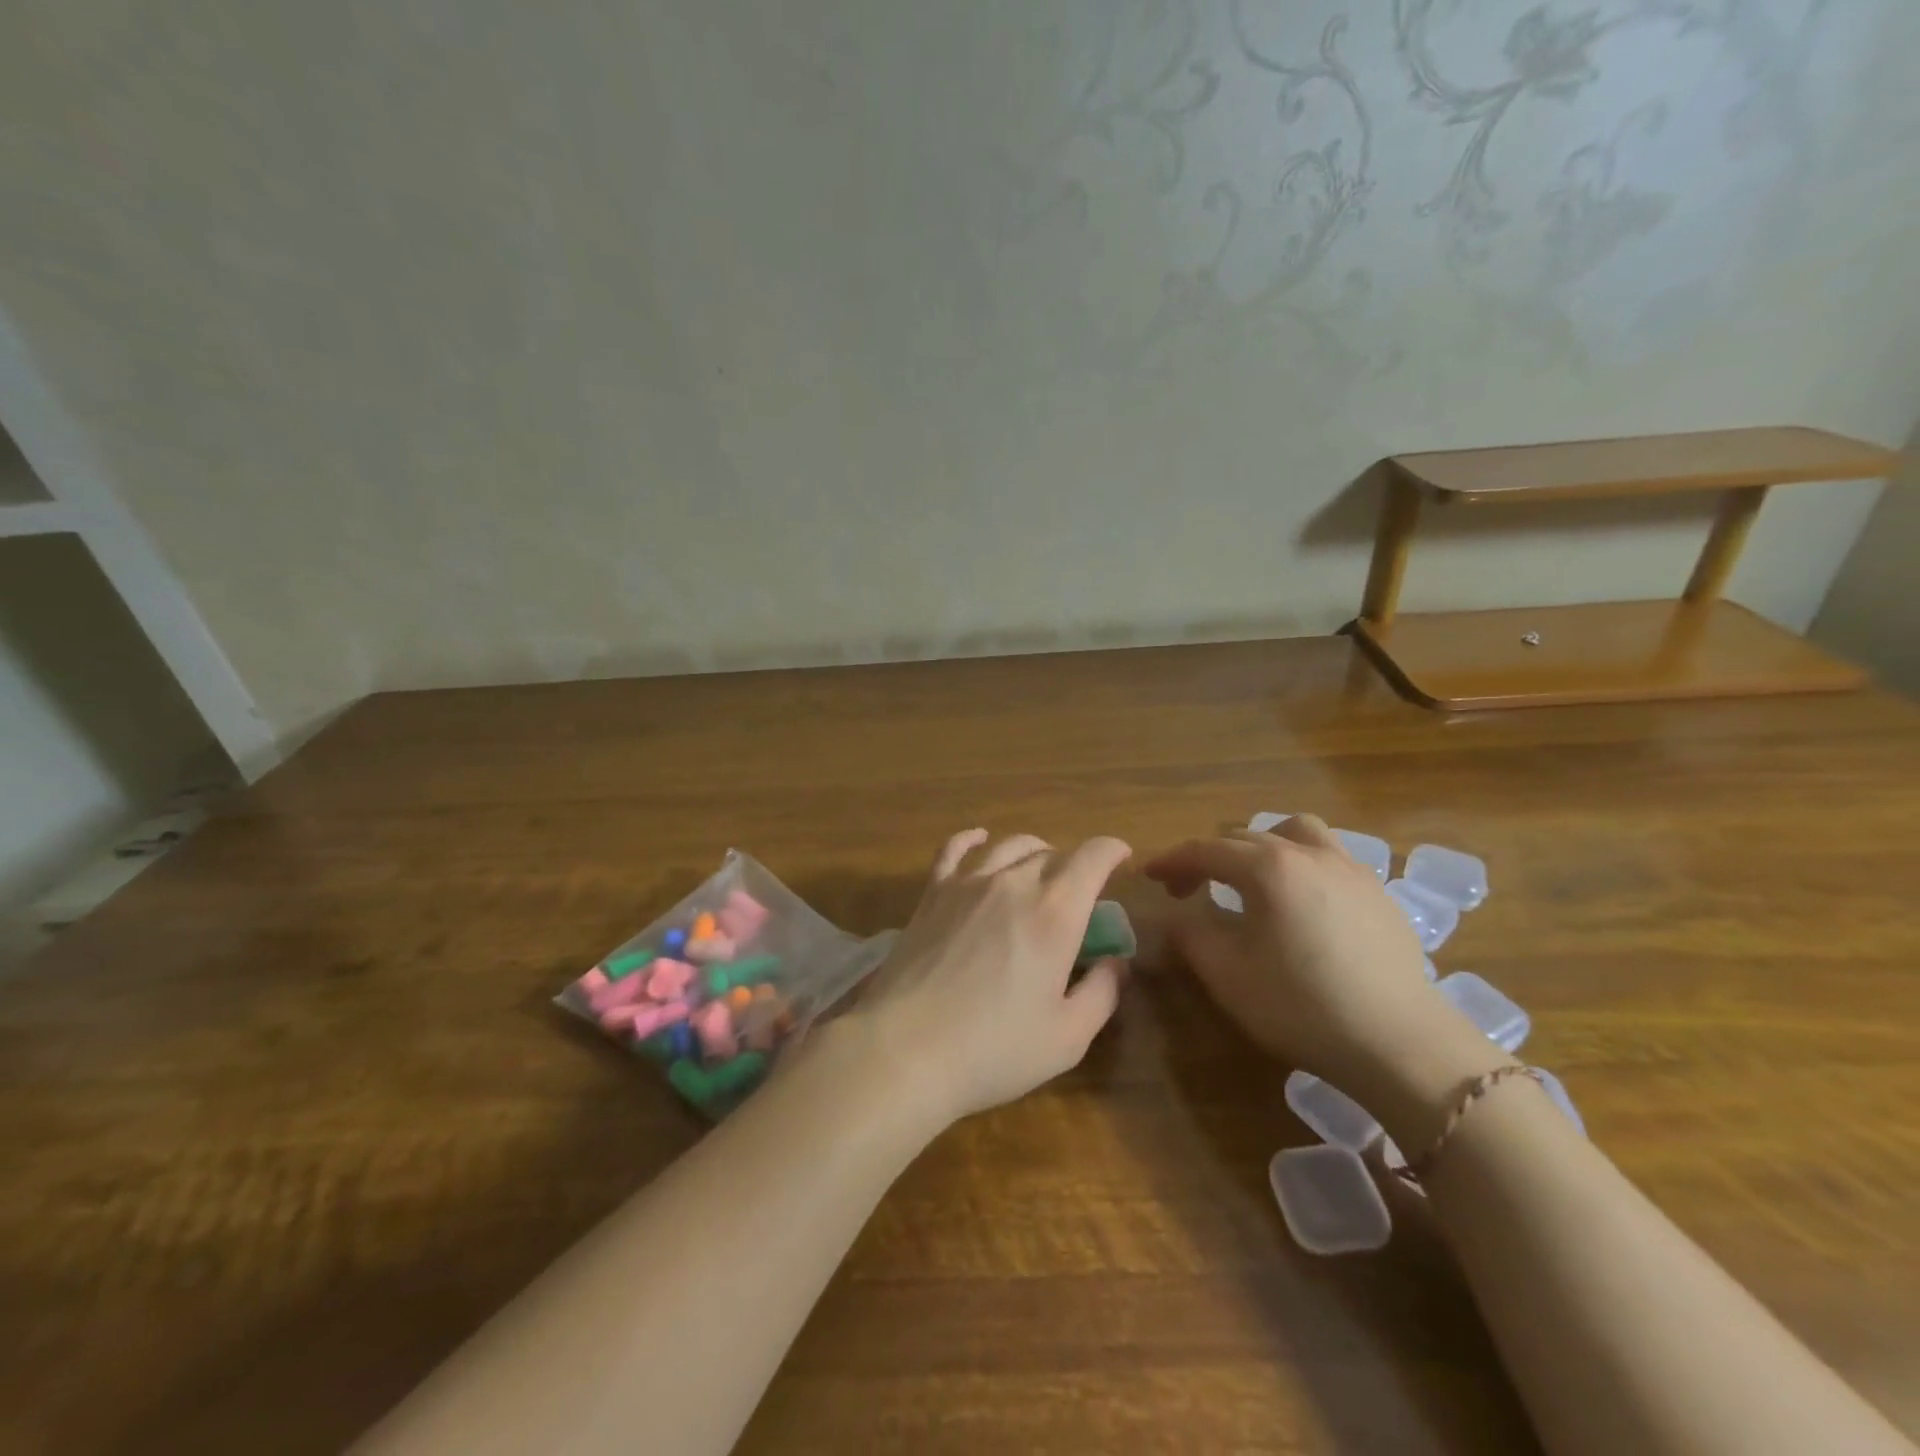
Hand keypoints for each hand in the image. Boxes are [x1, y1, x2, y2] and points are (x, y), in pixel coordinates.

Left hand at [841, 830, 1132, 1126]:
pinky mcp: (932, 894)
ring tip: (1040, 866)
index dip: (1112, 851)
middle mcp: (1013, 883)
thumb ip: (1102, 992)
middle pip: (1052, 854)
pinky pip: (954, 850)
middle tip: (1078, 893)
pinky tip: (979, 839)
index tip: (1121, 860)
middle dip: (1074, 865)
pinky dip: (972, 839)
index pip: (1093, 857)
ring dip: (1034, 851)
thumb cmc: (994, 1048)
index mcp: (1055, 912)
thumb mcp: (1068, 1037)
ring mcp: (968, 884)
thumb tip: (1115, 961)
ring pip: (1009, 847)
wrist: (906, 1048)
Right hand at [1145, 816, 1488, 1104]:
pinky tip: (1300, 903)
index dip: (1172, 860)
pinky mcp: (1379, 894)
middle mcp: (1309, 854)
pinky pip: (1329, 857)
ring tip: (1251, 878)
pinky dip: (1300, 864)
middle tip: (1189, 889)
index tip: (1149, 875)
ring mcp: (1351, 870)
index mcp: (1269, 868)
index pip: (1206, 851)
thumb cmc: (1302, 1007)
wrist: (1401, 1044)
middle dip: (1209, 858)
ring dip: (1262, 847)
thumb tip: (1176, 918)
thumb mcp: (1228, 976)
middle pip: (1246, 838)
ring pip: (1296, 833)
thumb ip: (1191, 937)